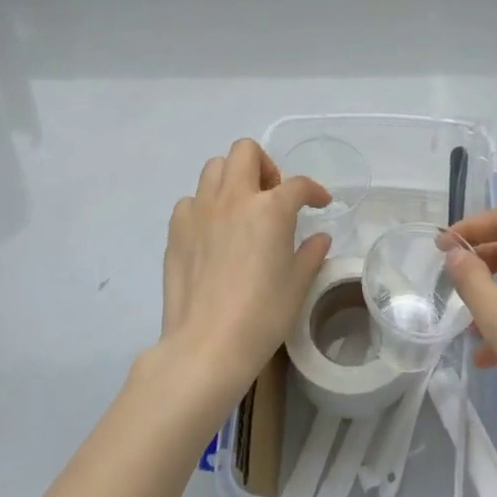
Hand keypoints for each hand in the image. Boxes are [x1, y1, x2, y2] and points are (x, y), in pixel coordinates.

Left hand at [156, 139, 331, 407]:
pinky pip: (191, 201)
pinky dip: (205, 207)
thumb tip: (318, 238)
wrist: (207, 345)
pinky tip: (212, 232)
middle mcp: (234, 198)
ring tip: (241, 208)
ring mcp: (200, 210)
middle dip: (264, 165)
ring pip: (214, 167)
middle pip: (246, 151)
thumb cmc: (262, 315)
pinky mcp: (176, 229)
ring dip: (232, 179)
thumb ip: (311, 253)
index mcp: (271, 208)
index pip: (298, 185)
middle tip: (272, 195)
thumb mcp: (298, 284)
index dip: (314, 191)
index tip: (319, 203)